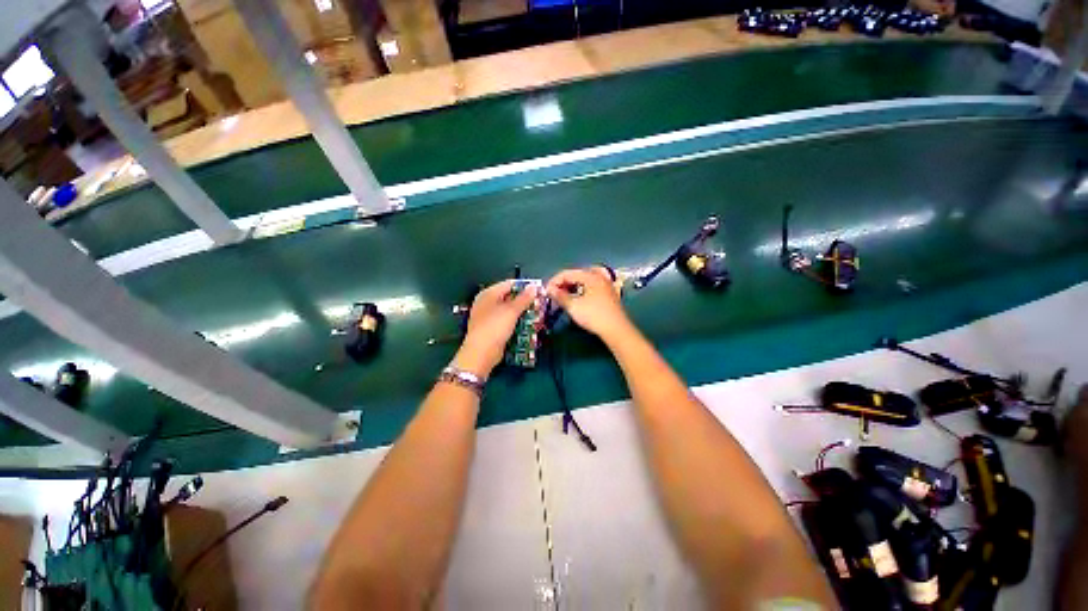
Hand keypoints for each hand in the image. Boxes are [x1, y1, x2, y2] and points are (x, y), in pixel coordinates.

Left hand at [453, 280, 537, 378]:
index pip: (509, 284)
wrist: (481, 354)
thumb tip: (533, 286)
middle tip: (539, 304)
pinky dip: (515, 322)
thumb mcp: (512, 311)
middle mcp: (486, 302)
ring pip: (508, 310)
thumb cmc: (495, 327)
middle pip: (508, 297)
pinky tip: (525, 325)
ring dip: (521, 312)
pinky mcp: (491, 329)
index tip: (538, 291)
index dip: (524, 287)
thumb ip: (524, 298)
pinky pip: (505, 321)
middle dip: (524, 301)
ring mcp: (487, 316)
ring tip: (536, 315)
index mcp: (488, 294)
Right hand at [546, 267, 633, 342]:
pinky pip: (591, 286)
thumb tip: (550, 289)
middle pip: (577, 274)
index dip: (555, 281)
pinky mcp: (609, 294)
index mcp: (591, 276)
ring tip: (563, 296)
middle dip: (563, 283)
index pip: (568, 273)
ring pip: (585, 280)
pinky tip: (577, 298)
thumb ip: (560, 296)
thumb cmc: (594, 316)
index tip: (546, 291)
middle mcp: (600, 276)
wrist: (617, 330)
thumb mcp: (573, 306)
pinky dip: (581, 289)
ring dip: (572, 286)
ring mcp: (606, 285)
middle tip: (554, 294)